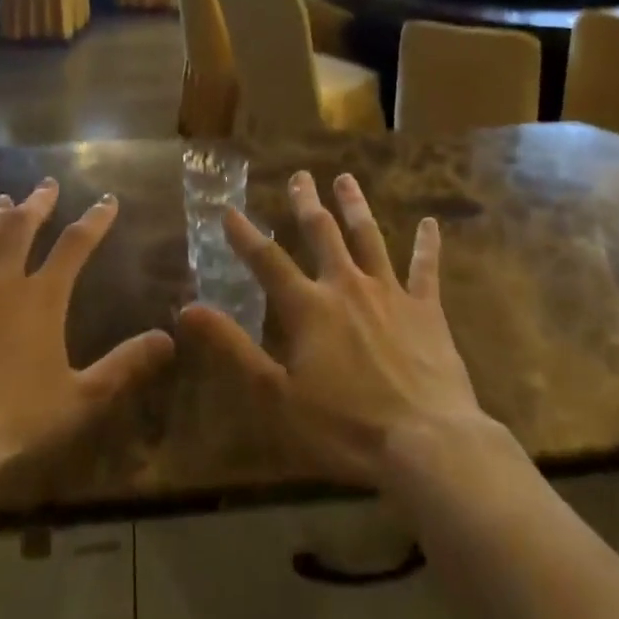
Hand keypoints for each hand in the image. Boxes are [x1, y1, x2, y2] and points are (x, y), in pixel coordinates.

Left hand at [0, 181, 174, 465]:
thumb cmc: (18, 420)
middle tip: (46, 184)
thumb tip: (168, 339)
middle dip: (37, 203)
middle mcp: (1, 282)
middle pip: (21, 228)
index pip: (75, 244)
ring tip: (1, 199)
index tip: (107, 200)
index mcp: (42, 297)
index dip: (94, 219)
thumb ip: (124, 364)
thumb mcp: (82, 397)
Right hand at [178, 172, 484, 485]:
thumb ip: (233, 348)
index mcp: (308, 307)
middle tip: (300, 175)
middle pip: (322, 233)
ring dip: (355, 206)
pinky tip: (430, 223)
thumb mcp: (276, 397)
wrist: (426, 443)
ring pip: (369, 237)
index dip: (245, 235)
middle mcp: (346, 286)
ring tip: (346, 179)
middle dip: (307, 202)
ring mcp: (389, 293)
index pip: (267, 261)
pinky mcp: (426, 309)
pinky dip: (427, 244)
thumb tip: (187, 310)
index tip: (229, 210)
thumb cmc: (345, 427)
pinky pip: (426, 268)